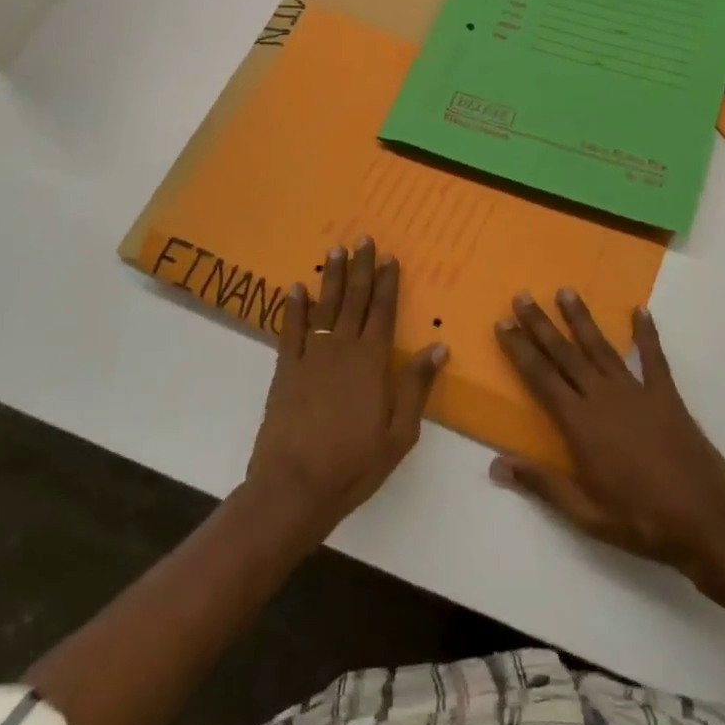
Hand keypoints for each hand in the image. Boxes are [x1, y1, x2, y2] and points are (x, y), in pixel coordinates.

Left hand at [245, 237, 447, 535]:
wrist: (295, 486)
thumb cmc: (354, 464)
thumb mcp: (400, 433)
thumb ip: (416, 386)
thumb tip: (438, 347)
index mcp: (372, 362)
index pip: (384, 312)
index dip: (388, 283)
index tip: (390, 258)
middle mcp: (342, 349)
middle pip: (354, 300)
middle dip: (360, 268)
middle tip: (363, 239)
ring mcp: (311, 357)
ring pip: (324, 307)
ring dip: (331, 277)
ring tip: (335, 250)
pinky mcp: (286, 370)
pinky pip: (290, 330)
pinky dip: (293, 308)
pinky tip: (296, 288)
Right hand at [493, 290, 724, 584]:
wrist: (705, 522)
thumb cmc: (639, 520)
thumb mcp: (584, 513)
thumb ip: (541, 483)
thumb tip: (496, 464)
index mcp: (580, 423)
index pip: (541, 377)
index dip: (520, 349)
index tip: (503, 323)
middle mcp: (603, 397)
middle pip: (565, 354)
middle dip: (541, 324)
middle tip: (523, 296)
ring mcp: (637, 393)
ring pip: (601, 348)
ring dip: (581, 319)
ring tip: (565, 291)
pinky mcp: (666, 396)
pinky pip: (654, 358)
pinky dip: (647, 333)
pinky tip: (640, 310)